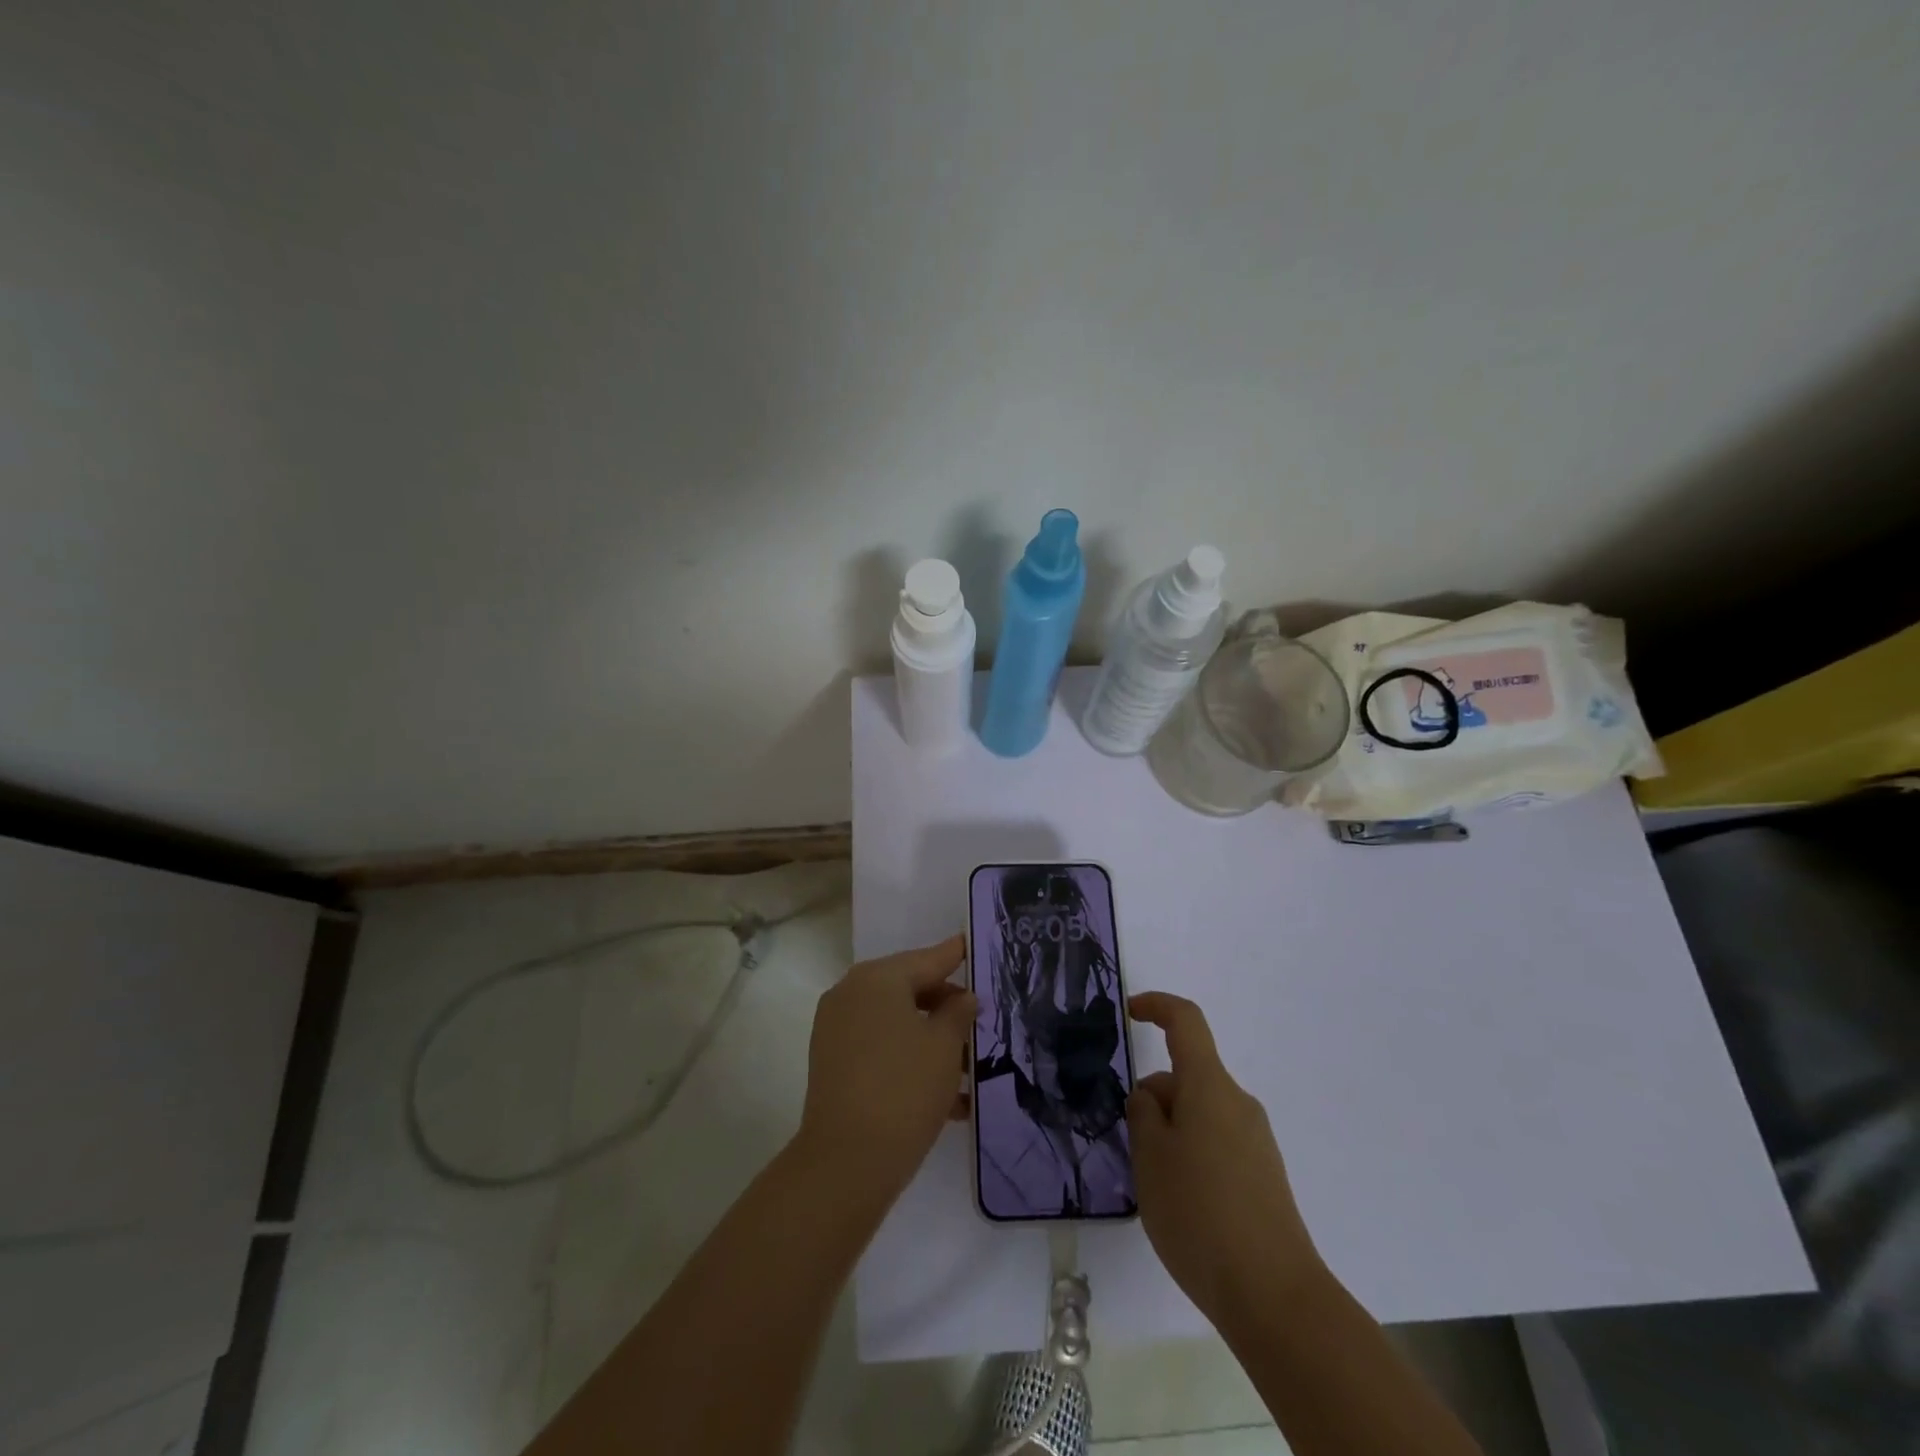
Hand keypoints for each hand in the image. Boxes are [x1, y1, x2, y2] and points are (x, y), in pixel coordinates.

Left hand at [796, 934, 975, 1204]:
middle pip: (909, 989)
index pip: (927, 959)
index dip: (956, 955)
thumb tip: (962, 998)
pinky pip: (881, 1049)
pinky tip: (949, 1098)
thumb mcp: (945, 1046)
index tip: (973, 944)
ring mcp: (837, 1029)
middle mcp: (851, 994)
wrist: (846, 1162)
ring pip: (897, 1023)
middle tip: (981, 1022)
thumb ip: (958, 1013)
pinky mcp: (833, 1064)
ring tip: (972, 1070)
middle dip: (947, 1008)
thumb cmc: (904, 1089)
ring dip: (932, 1041)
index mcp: (878, 979)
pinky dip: (910, 1061)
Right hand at [1127, 992, 1323, 1327]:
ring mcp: (1256, 1141)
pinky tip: (1185, 1207)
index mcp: (1210, 1086)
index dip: (1156, 1006)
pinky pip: (1218, 1143)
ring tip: (1158, 1188)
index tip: (1129, 1013)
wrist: (1275, 1297)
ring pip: (1200, 1113)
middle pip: (1188, 1076)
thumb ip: (1143, 1114)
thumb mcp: (1150, 1157)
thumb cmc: (1200, 1212)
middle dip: (1154, 1099)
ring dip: (1172, 1132)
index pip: (1186, 1022)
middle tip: (1133, 1150)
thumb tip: (1152, 1098)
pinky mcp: (1264, 1176)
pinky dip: (1193, 1156)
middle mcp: (1238, 1103)